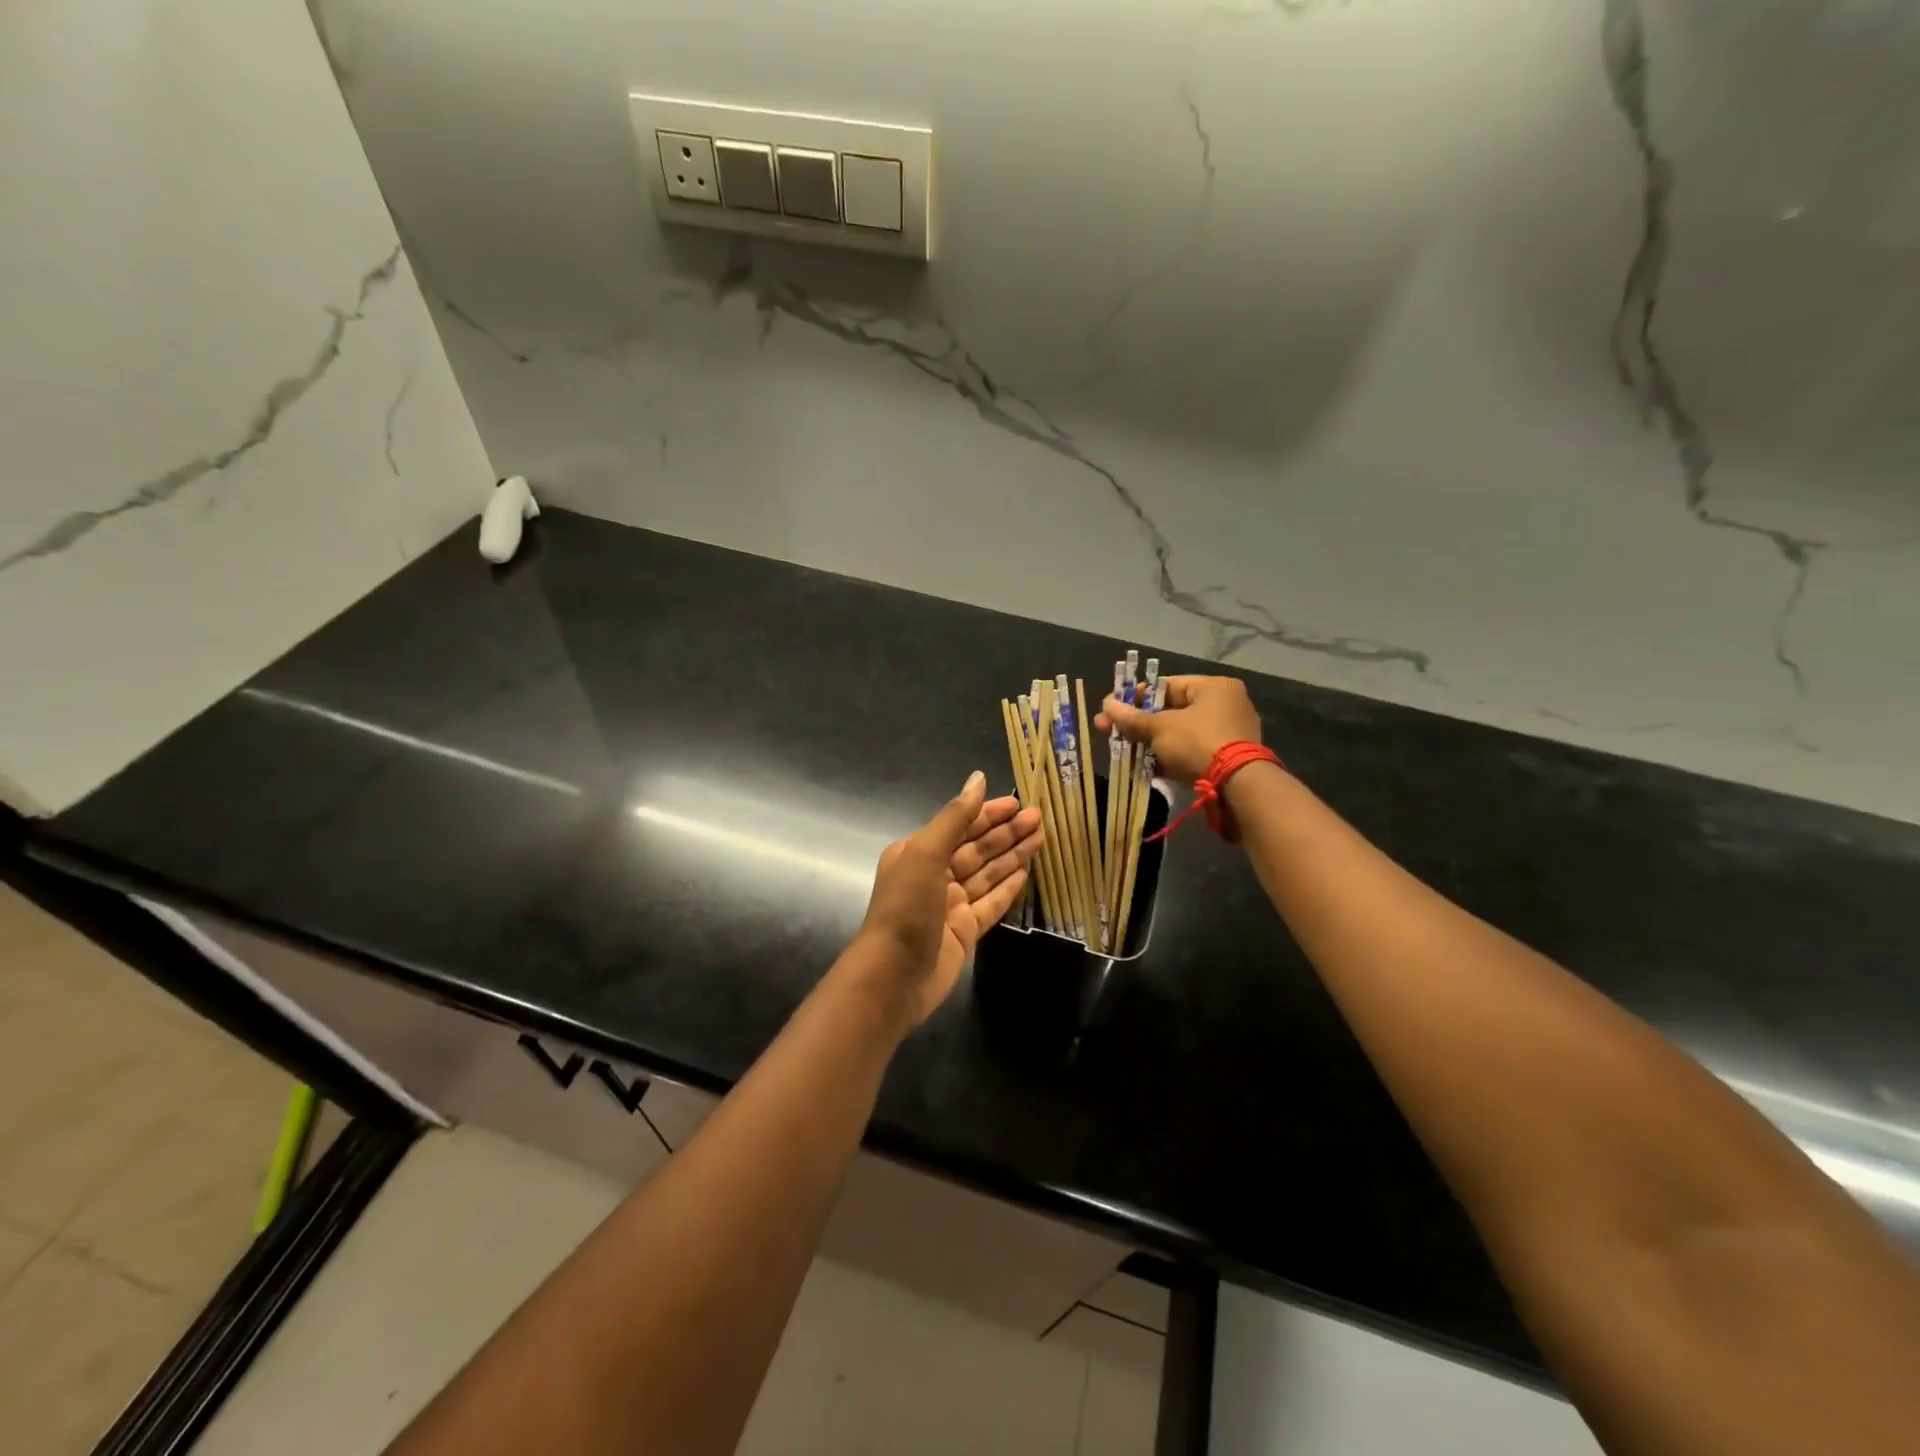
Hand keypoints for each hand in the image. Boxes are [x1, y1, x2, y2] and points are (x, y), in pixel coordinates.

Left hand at [855, 771, 1042, 1026]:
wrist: (894, 976)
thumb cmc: (906, 907)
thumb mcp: (926, 853)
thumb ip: (955, 817)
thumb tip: (978, 779)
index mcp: (917, 852)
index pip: (960, 825)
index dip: (988, 813)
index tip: (1018, 803)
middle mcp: (934, 875)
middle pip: (977, 848)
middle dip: (1006, 833)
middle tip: (1039, 818)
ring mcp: (950, 904)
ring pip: (987, 874)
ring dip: (1013, 856)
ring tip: (1042, 838)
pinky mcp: (965, 930)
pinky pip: (991, 903)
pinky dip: (1008, 887)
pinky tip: (1027, 872)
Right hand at [1097, 674, 1261, 783]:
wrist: (1237, 785)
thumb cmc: (1197, 742)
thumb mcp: (1160, 728)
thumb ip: (1132, 718)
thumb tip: (1107, 705)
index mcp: (1214, 687)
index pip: (1166, 685)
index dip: (1135, 696)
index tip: (1112, 707)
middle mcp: (1225, 705)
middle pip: (1172, 710)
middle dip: (1139, 722)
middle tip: (1109, 729)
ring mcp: (1228, 733)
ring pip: (1179, 733)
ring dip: (1151, 741)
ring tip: (1123, 750)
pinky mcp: (1226, 758)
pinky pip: (1190, 751)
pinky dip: (1169, 757)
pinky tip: (1144, 766)